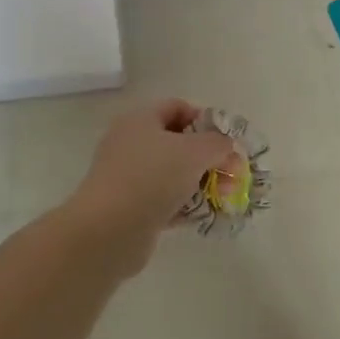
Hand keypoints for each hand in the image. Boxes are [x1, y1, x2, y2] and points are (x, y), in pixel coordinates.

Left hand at [60, 100, 235, 271]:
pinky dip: (182, 206)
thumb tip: (226, 145)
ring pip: (171, 173)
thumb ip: (218, 143)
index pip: (177, 107)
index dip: (205, 120)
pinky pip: (162, 200)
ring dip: (198, 183)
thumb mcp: (195, 152)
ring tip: (221, 198)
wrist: (108, 230)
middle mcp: (130, 143)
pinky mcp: (128, 207)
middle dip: (207, 157)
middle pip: (177, 142)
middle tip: (231, 174)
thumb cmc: (152, 178)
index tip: (226, 141)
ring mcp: (127, 177)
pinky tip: (201, 216)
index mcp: (140, 120)